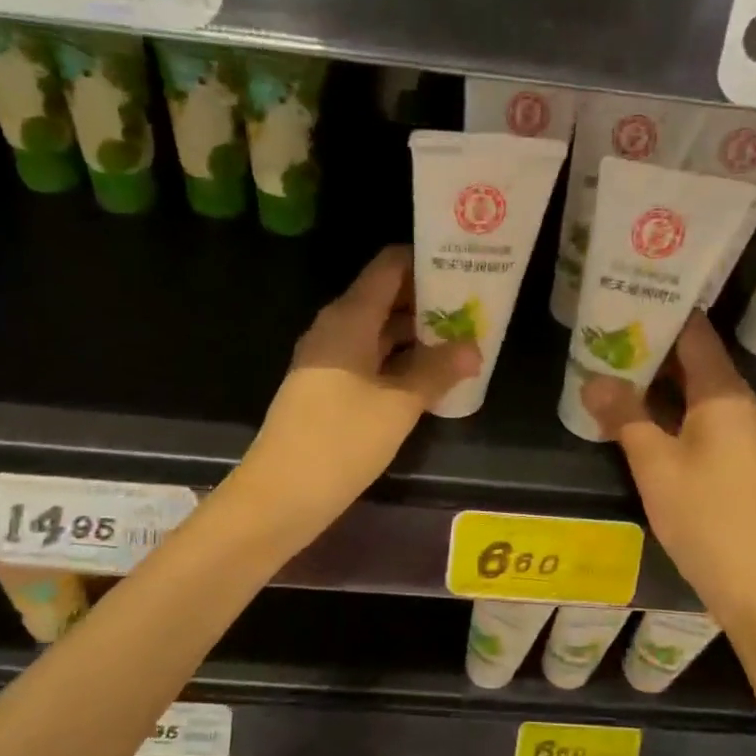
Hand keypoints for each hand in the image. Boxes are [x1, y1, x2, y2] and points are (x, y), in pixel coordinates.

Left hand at [237, 246, 479, 535]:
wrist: (281, 493)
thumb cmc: (341, 440)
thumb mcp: (398, 404)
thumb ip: (437, 371)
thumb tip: (473, 348)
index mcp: (349, 318)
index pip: (389, 267)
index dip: (426, 261)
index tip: (464, 267)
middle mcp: (336, 329)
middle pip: (386, 298)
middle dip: (429, 301)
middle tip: (474, 308)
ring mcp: (328, 360)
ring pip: (379, 332)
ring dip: (417, 335)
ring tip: (462, 341)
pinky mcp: (327, 388)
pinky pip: (369, 360)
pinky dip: (399, 361)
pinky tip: (430, 377)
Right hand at [583, 313, 755, 621]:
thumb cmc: (705, 514)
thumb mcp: (654, 463)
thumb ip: (624, 416)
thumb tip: (594, 380)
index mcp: (724, 394)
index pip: (695, 335)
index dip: (663, 313)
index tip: (625, 297)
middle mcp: (737, 404)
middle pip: (694, 361)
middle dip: (651, 348)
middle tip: (604, 333)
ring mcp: (739, 433)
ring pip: (693, 393)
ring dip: (656, 382)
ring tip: (610, 368)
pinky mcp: (734, 459)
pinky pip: (697, 418)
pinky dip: (667, 410)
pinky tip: (634, 416)